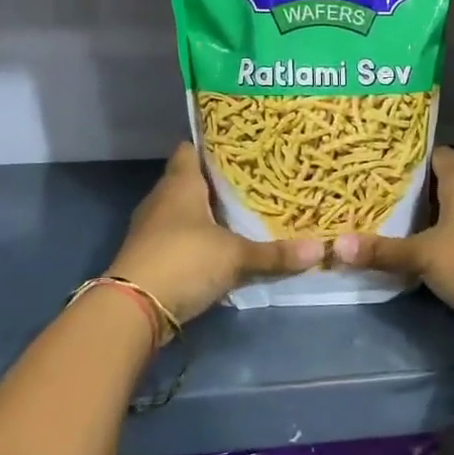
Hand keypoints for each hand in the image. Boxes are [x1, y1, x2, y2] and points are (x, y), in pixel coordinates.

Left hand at [107, 143, 323, 325]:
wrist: (133, 308)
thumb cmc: (184, 260)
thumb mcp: (236, 256)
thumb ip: (274, 254)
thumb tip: (320, 249)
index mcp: (180, 183)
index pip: (190, 150)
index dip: (211, 146)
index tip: (239, 147)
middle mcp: (162, 199)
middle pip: (188, 180)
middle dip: (216, 183)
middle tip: (252, 182)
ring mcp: (151, 228)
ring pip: (182, 211)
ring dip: (205, 214)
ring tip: (241, 213)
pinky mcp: (149, 256)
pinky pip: (177, 238)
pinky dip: (196, 240)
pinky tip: (220, 247)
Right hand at [333, 148, 453, 320]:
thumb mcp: (422, 256)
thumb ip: (382, 251)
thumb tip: (336, 245)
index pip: (438, 155)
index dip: (415, 157)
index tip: (389, 163)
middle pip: (448, 181)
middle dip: (421, 187)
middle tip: (387, 193)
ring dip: (437, 212)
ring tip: (404, 219)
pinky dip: (452, 232)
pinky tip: (433, 245)